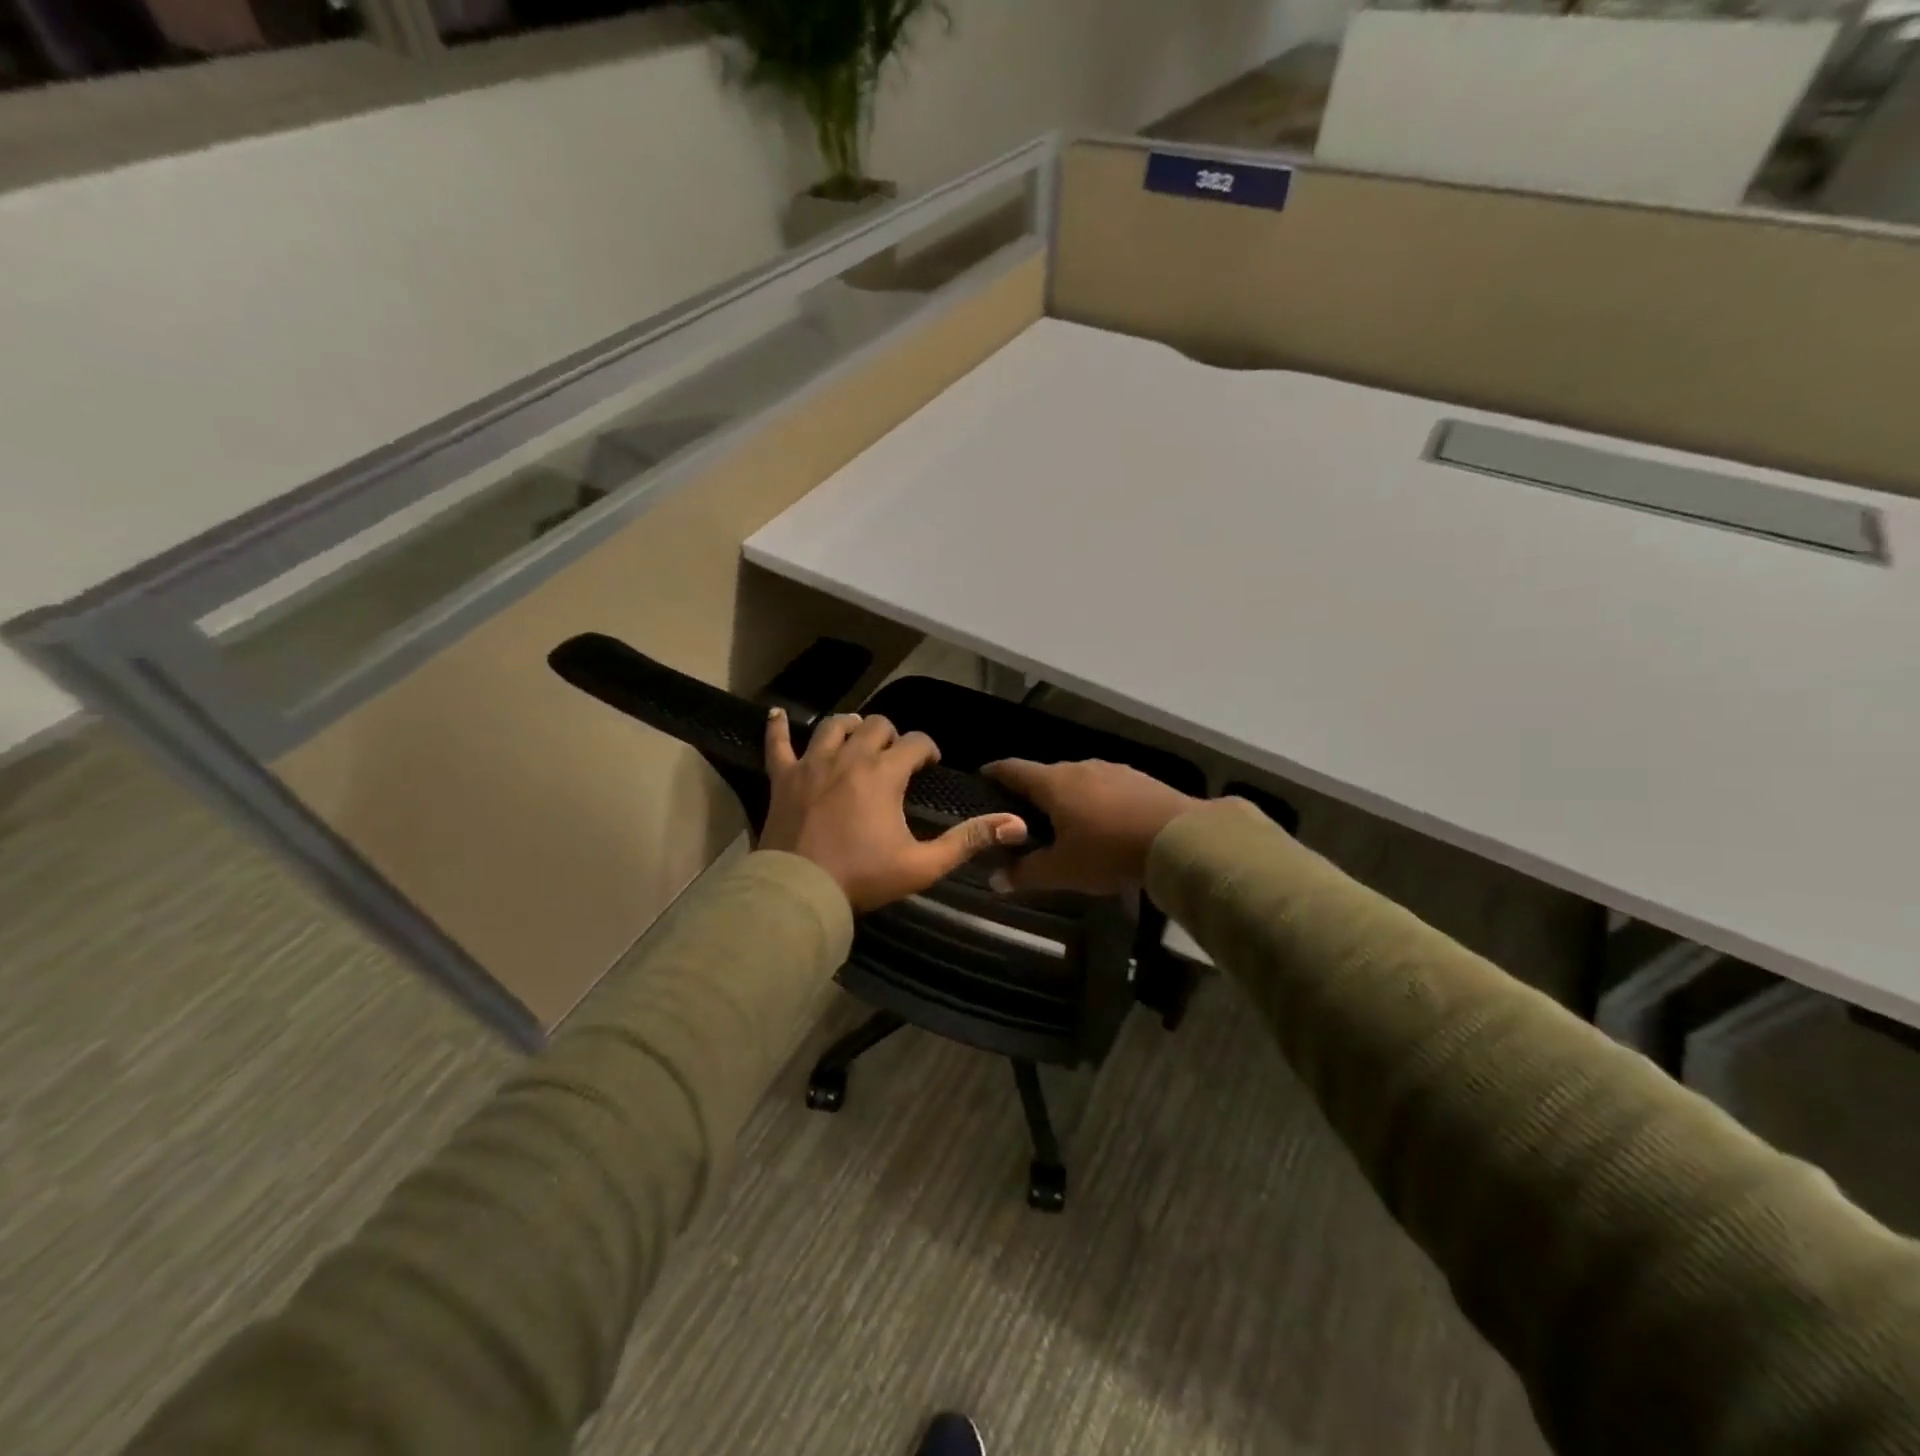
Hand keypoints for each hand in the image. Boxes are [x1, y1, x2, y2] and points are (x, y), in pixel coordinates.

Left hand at [760, 709, 1028, 912]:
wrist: (800, 893)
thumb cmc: (863, 877)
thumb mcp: (923, 864)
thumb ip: (968, 840)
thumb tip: (1015, 824)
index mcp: (883, 774)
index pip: (915, 742)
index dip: (927, 749)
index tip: (930, 765)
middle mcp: (849, 757)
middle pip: (876, 726)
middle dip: (891, 736)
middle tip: (895, 758)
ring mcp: (812, 764)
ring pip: (834, 726)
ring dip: (850, 727)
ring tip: (858, 738)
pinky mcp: (784, 778)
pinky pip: (778, 743)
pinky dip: (778, 728)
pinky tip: (777, 715)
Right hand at [982, 759, 1199, 894]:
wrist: (1178, 838)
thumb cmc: (1108, 851)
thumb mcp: (1063, 870)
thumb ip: (1026, 873)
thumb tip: (994, 880)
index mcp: (1053, 783)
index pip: (1013, 769)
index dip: (995, 773)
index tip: (982, 777)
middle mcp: (1080, 768)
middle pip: (1046, 775)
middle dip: (1032, 792)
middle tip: (1022, 815)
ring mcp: (1112, 770)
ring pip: (1078, 780)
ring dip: (1067, 796)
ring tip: (1063, 820)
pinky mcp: (1139, 779)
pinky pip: (1105, 787)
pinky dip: (1095, 800)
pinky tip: (1103, 822)